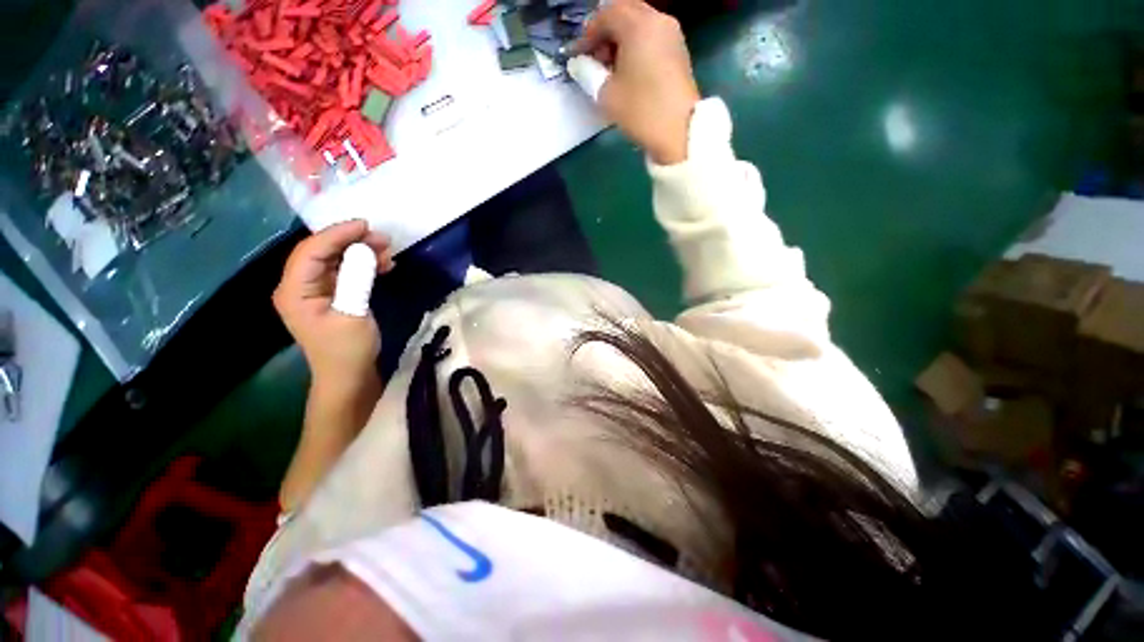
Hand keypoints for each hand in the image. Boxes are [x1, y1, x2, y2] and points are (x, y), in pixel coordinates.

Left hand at [273, 220, 393, 384]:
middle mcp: (299, 285)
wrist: (349, 376)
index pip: (311, 251)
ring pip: (335, 260)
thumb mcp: (354, 312)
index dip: (337, 234)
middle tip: (383, 238)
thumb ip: (357, 278)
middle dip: (352, 241)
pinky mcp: (331, 296)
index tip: (366, 225)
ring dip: (360, 252)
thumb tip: (365, 249)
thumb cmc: (348, 349)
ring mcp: (315, 291)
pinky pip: (345, 272)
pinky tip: (383, 265)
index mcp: (295, 290)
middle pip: (322, 252)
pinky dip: (363, 266)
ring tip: (387, 250)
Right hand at [573, 0, 700, 164]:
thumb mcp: (607, 94)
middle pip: (624, 13)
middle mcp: (658, 20)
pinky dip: (636, 46)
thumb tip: (578, 63)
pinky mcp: (679, 51)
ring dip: (620, 40)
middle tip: (593, 59)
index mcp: (638, 24)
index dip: (587, 34)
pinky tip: (628, 71)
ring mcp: (672, 34)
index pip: (605, 14)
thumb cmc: (641, 110)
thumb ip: (588, 73)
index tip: (576, 57)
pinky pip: (651, 37)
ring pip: (639, 24)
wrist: (680, 131)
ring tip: (609, 68)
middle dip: (605, 33)